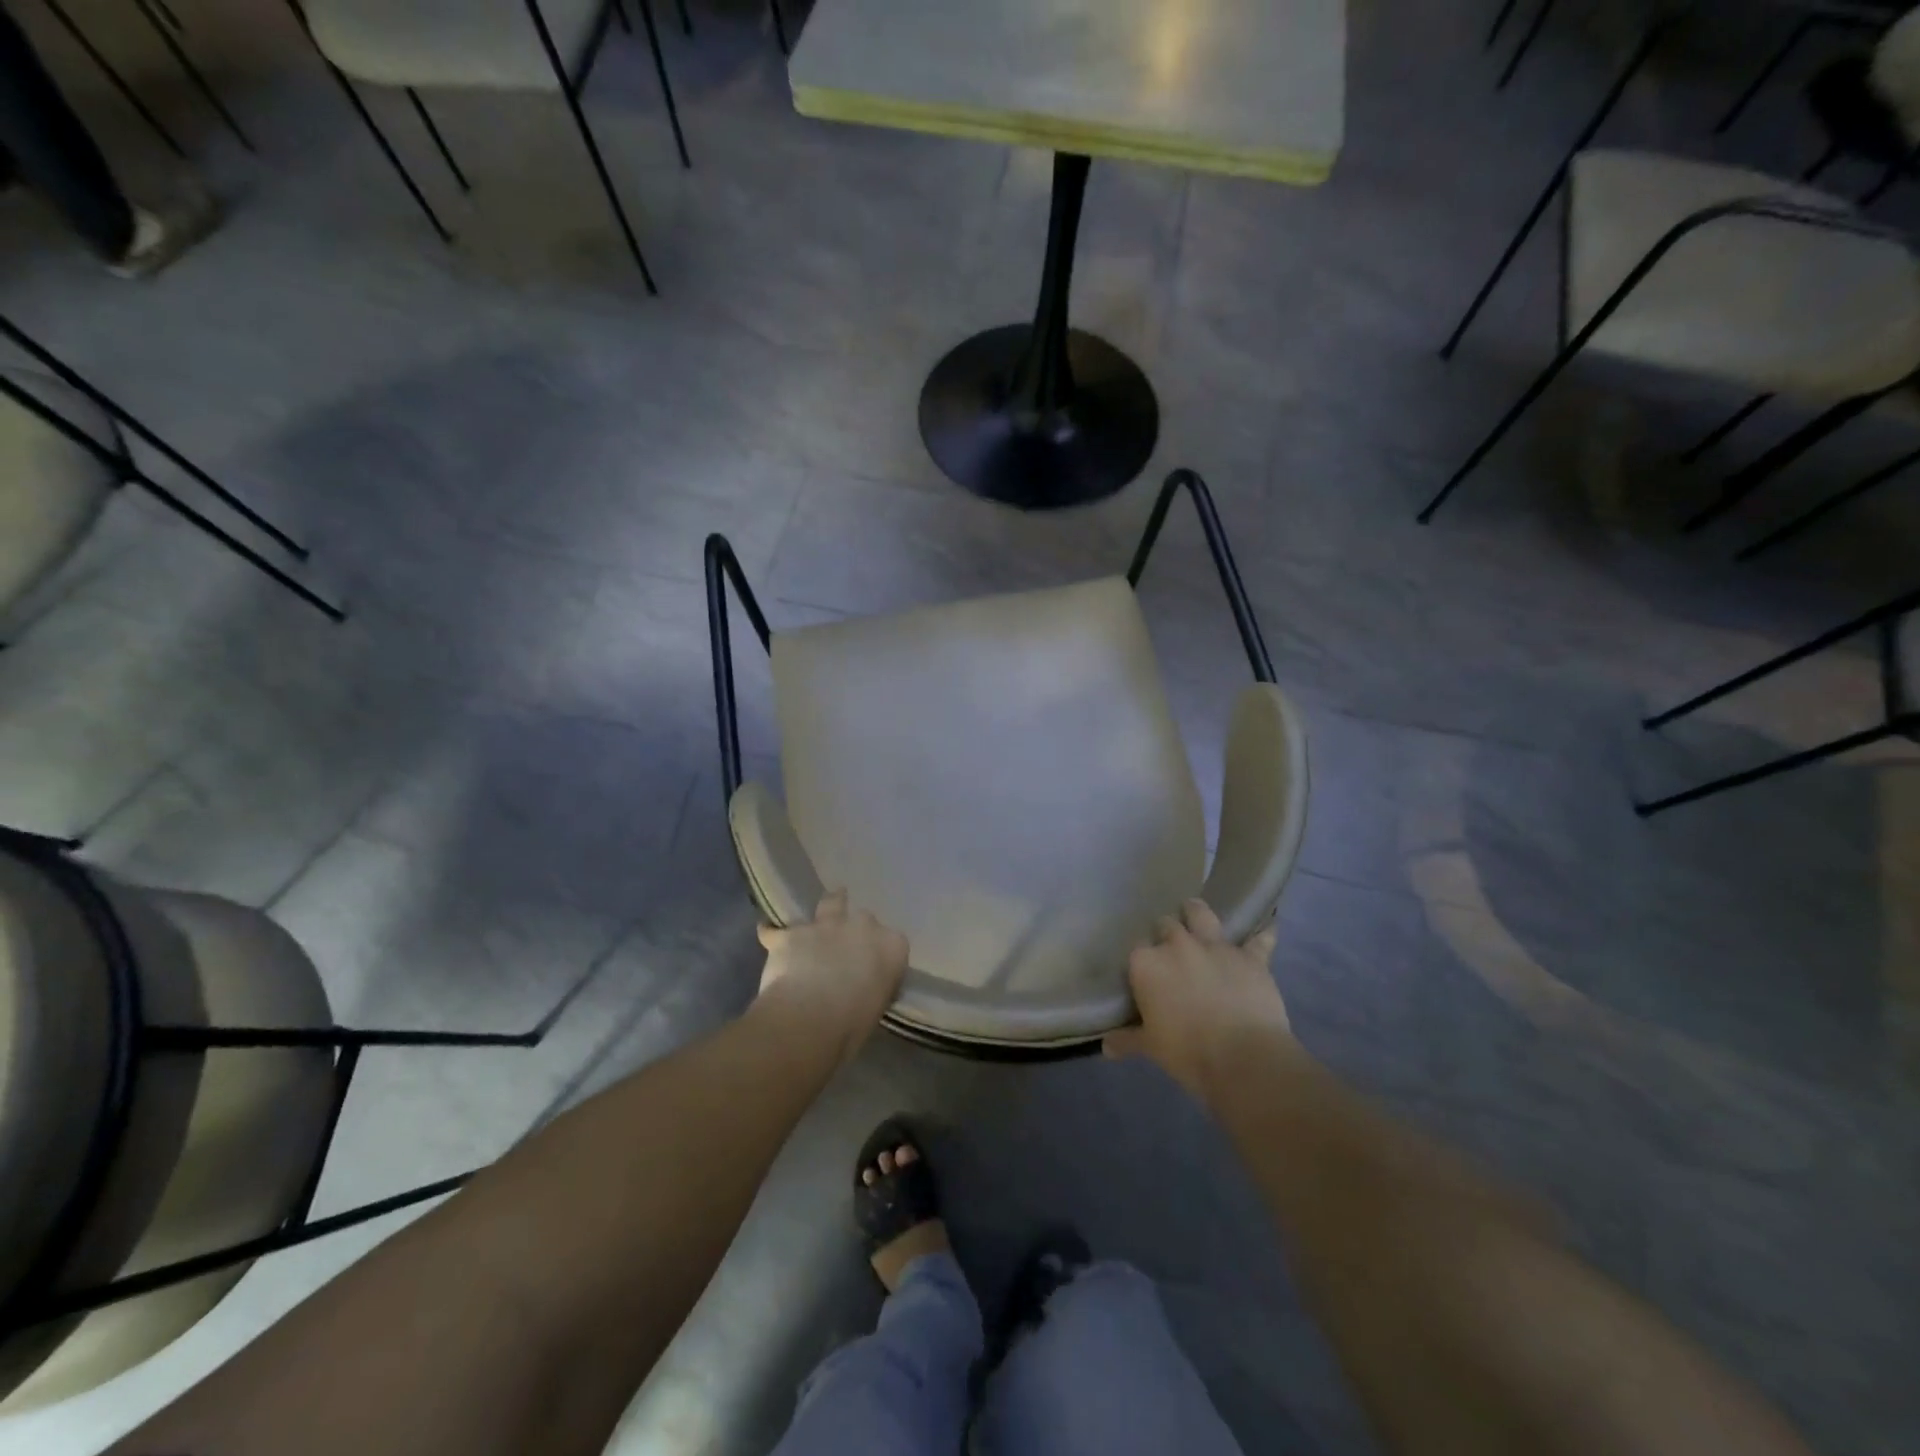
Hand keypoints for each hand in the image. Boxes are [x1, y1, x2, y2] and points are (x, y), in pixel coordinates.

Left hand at [755, 891, 908, 1063]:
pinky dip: (773, 933)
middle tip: (847, 949)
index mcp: (892, 947)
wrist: (809, 1021)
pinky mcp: (792, 934)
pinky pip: (778, 929)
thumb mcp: (876, 1009)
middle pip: (864, 919)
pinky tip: (768, 934)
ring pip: (830, 903)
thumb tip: (864, 990)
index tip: (874, 968)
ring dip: (828, 907)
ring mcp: (826, 925)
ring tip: (822, 914)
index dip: (882, 954)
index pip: (894, 942)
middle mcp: (862, 927)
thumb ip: (873, 989)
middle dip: (856, 931)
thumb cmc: (852, 1026)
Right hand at [1104, 898, 1290, 1102]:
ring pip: (1202, 914)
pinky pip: (1259, 939)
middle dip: (1166, 934)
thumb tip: (1107, 1046)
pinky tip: (1267, 928)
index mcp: (1147, 963)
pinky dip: (1262, 935)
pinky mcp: (1250, 957)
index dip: (1141, 962)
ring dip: (1197, 912)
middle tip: (1170, 951)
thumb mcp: (1150, 1048)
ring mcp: (1215, 946)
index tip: (1145, 975)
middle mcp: (1177, 945)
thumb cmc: (1187, 1053)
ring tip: (1195, 913)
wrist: (1244, 1059)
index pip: (1136, 951)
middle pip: (1166, 925)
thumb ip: (1127, 1040)